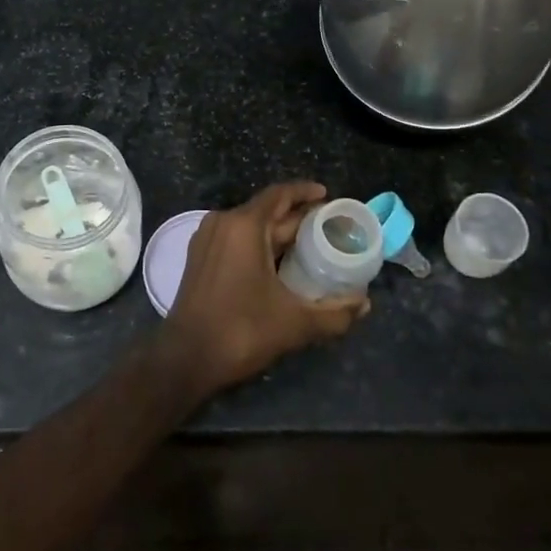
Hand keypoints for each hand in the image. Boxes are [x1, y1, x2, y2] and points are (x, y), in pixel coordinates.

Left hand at [158, 182, 369, 395]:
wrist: (185, 358)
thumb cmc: (240, 330)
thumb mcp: (294, 323)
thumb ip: (334, 313)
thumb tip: (365, 304)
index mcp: (244, 225)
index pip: (279, 195)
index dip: (305, 192)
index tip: (328, 197)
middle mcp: (223, 223)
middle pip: (266, 210)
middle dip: (297, 217)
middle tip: (328, 226)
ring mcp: (207, 240)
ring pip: (250, 226)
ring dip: (278, 231)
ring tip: (309, 244)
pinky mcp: (199, 258)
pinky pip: (235, 239)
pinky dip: (258, 243)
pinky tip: (278, 262)